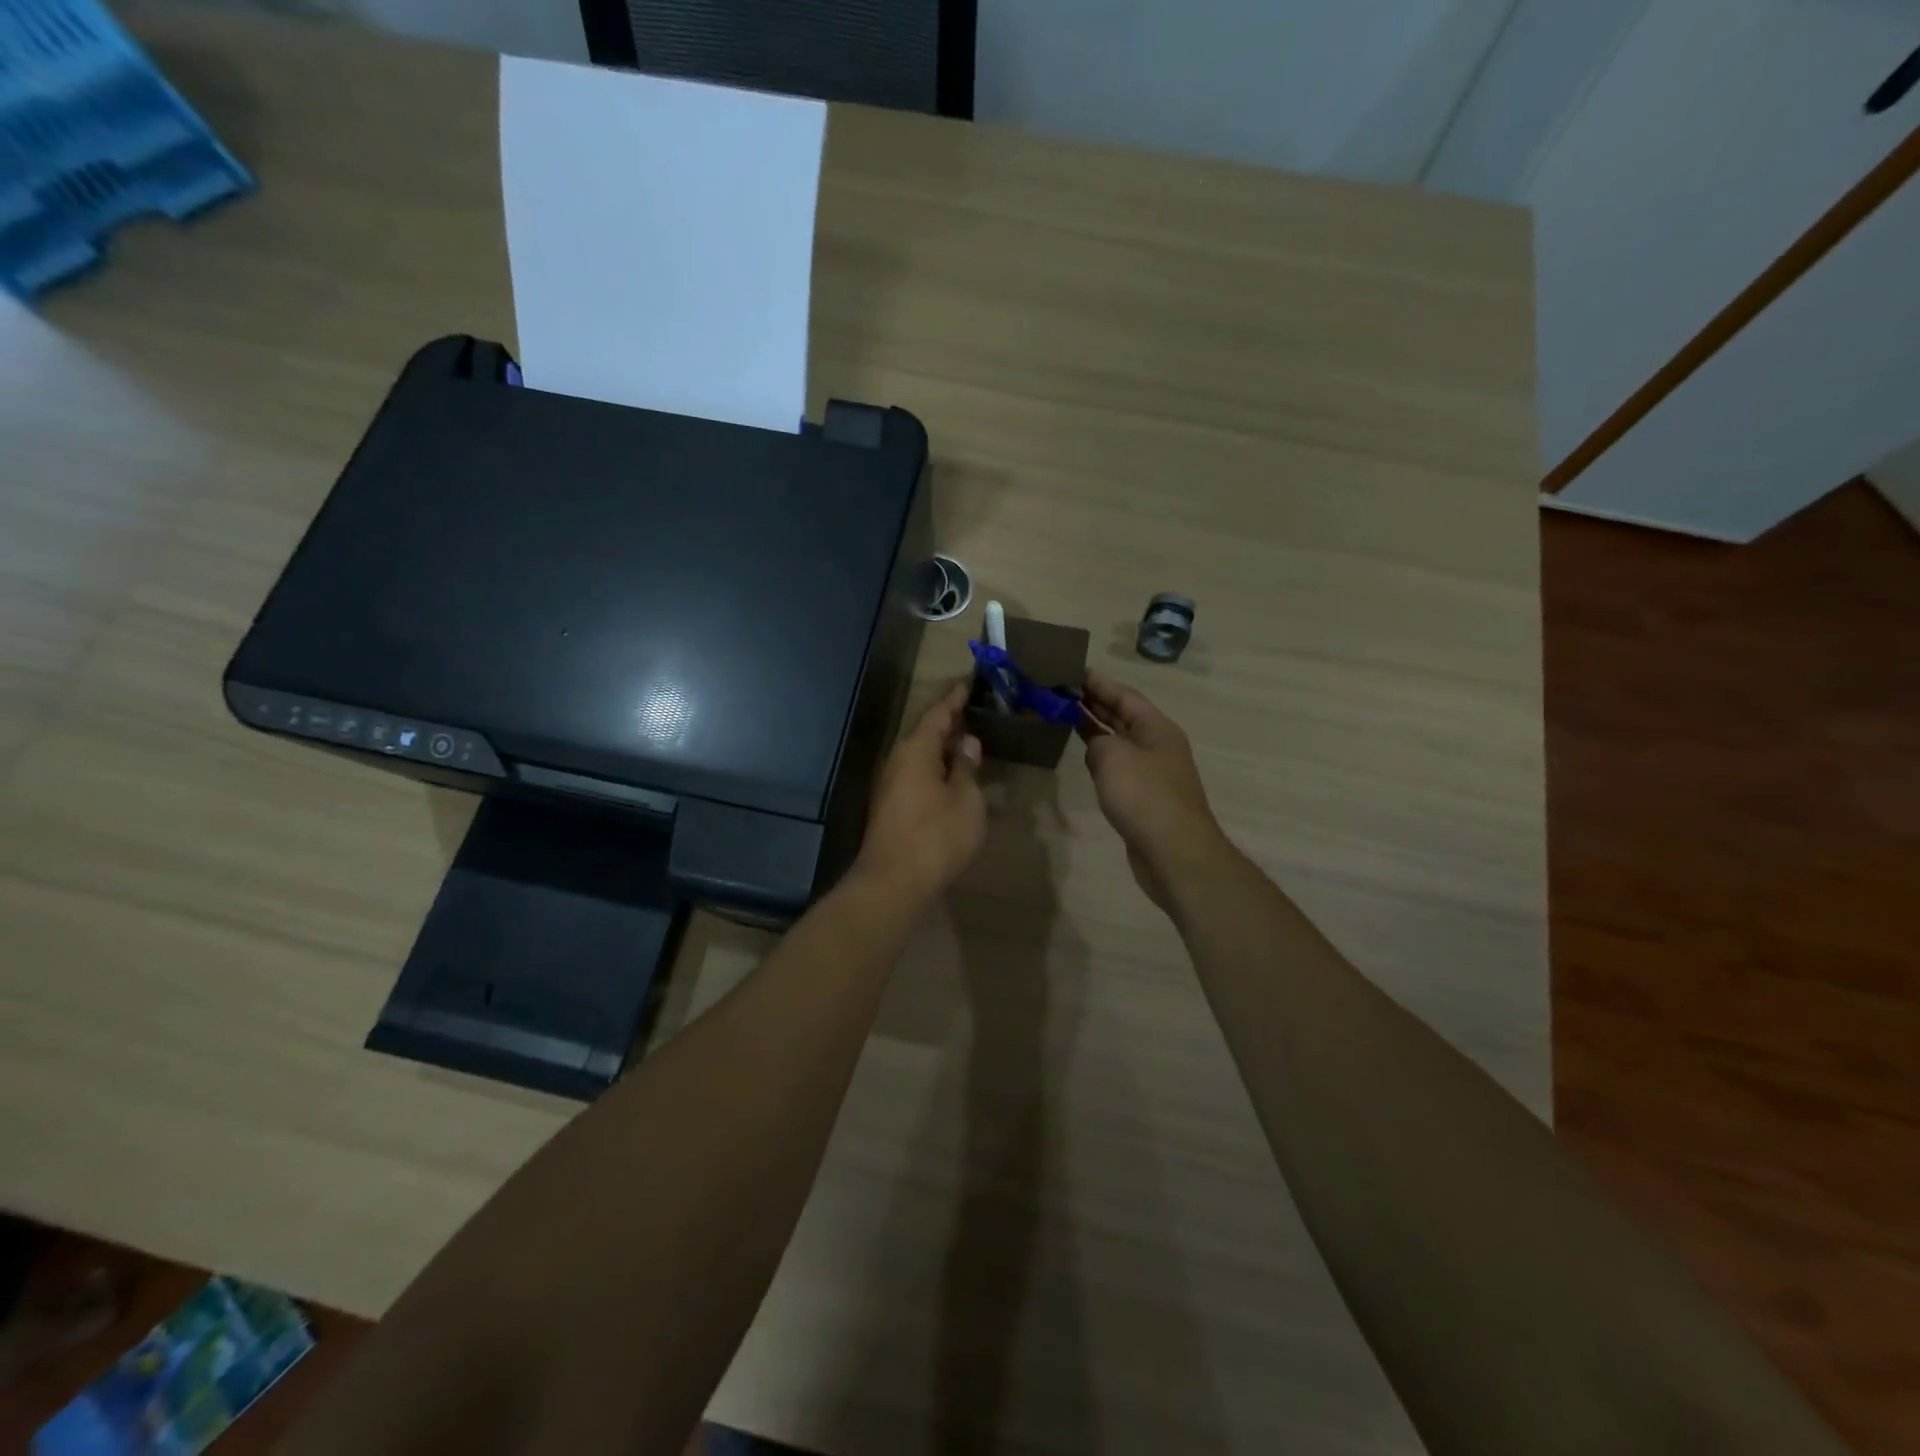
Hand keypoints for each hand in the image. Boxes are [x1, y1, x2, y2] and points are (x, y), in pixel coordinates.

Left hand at [856, 683, 986, 903]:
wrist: (893, 882)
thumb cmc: (936, 836)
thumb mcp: (965, 799)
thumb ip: (967, 767)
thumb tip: (966, 743)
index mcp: (915, 750)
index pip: (937, 714)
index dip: (954, 699)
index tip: (969, 683)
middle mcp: (898, 761)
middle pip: (925, 733)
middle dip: (949, 723)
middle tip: (975, 711)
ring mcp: (890, 785)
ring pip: (920, 756)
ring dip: (943, 748)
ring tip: (969, 742)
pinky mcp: (891, 807)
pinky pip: (917, 775)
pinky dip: (936, 769)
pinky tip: (953, 777)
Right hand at [1079, 672, 1229, 908]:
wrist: (1173, 852)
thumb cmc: (1144, 797)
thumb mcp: (1113, 757)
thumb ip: (1097, 741)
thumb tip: (1095, 745)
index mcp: (1156, 728)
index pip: (1125, 695)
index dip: (1099, 683)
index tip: (1072, 671)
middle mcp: (1157, 745)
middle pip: (1124, 716)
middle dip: (1095, 702)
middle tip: (1062, 691)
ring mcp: (1152, 772)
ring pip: (1120, 741)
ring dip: (1096, 728)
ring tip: (1066, 716)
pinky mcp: (1144, 797)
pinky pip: (1118, 766)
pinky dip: (1100, 756)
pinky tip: (1084, 756)